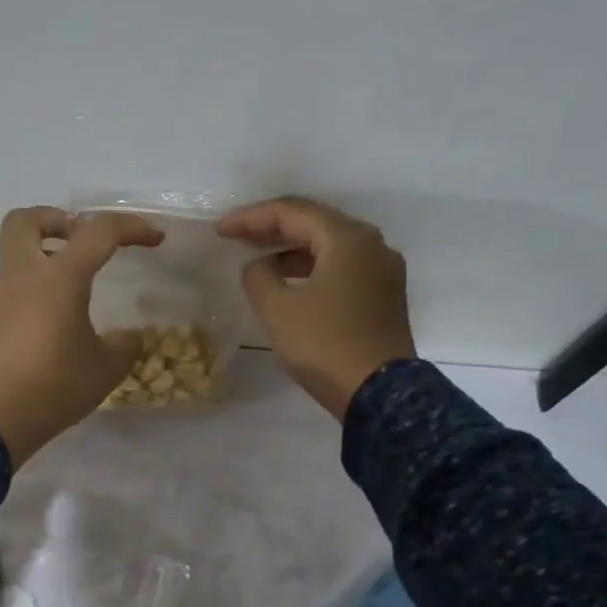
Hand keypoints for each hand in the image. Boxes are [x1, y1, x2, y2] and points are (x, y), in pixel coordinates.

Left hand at [0, 207, 162, 464]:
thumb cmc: (56, 384)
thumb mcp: (106, 368)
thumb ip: (125, 346)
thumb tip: (130, 336)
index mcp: (60, 276)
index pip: (98, 232)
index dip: (131, 228)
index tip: (155, 240)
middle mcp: (26, 275)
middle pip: (27, 220)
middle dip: (58, 220)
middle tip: (84, 241)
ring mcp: (6, 297)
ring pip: (18, 251)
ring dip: (47, 252)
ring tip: (80, 280)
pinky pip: (18, 283)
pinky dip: (40, 283)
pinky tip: (63, 313)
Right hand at [220, 197, 416, 418]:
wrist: (377, 393)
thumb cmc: (324, 345)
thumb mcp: (277, 309)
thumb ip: (258, 277)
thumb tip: (259, 267)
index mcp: (348, 239)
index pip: (292, 212)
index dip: (252, 218)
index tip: (221, 231)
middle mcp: (373, 246)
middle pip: (316, 225)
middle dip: (273, 230)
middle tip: (238, 239)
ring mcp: (383, 273)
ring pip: (331, 249)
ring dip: (293, 253)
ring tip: (260, 264)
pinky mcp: (384, 299)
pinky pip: (343, 271)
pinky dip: (313, 271)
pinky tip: (292, 286)